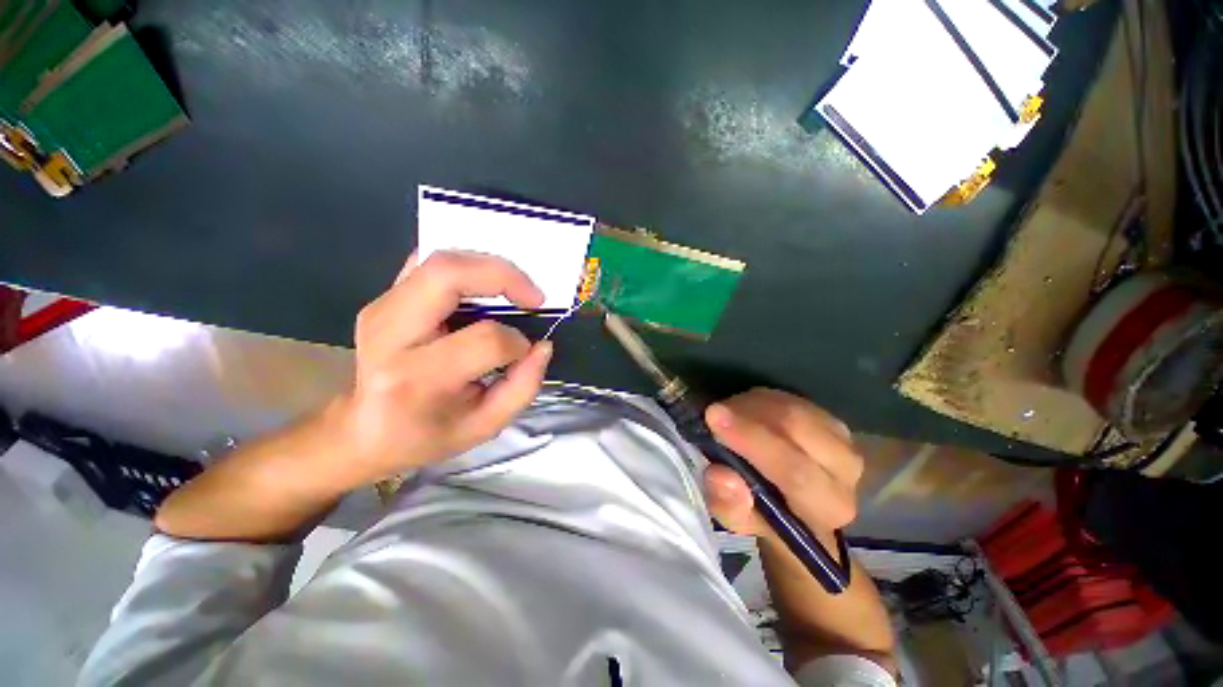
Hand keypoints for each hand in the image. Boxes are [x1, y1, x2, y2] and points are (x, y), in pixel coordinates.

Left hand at [322, 250, 553, 488]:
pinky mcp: (384, 297)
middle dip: (504, 275)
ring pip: (440, 260)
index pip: (484, 340)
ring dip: (489, 268)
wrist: (361, 430)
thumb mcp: (485, 427)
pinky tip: (483, 286)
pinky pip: (428, 263)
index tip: (526, 352)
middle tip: (534, 297)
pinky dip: (465, 266)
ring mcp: (381, 308)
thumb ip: (523, 387)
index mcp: (416, 378)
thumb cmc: (425, 435)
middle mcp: (390, 334)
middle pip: (449, 274)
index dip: (517, 342)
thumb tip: (543, 345)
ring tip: (514, 291)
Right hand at [702, 389, 862, 541]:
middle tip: (713, 411)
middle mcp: (846, 471)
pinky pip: (790, 398)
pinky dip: (760, 399)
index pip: (794, 471)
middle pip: (797, 428)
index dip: (752, 441)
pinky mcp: (830, 417)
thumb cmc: (765, 515)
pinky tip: (743, 410)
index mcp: (827, 507)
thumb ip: (729, 505)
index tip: (713, 417)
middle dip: (748, 414)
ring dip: (751, 405)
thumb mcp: (738, 521)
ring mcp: (843, 438)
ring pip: (792, 407)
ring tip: (726, 414)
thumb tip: (722, 475)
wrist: (797, 504)